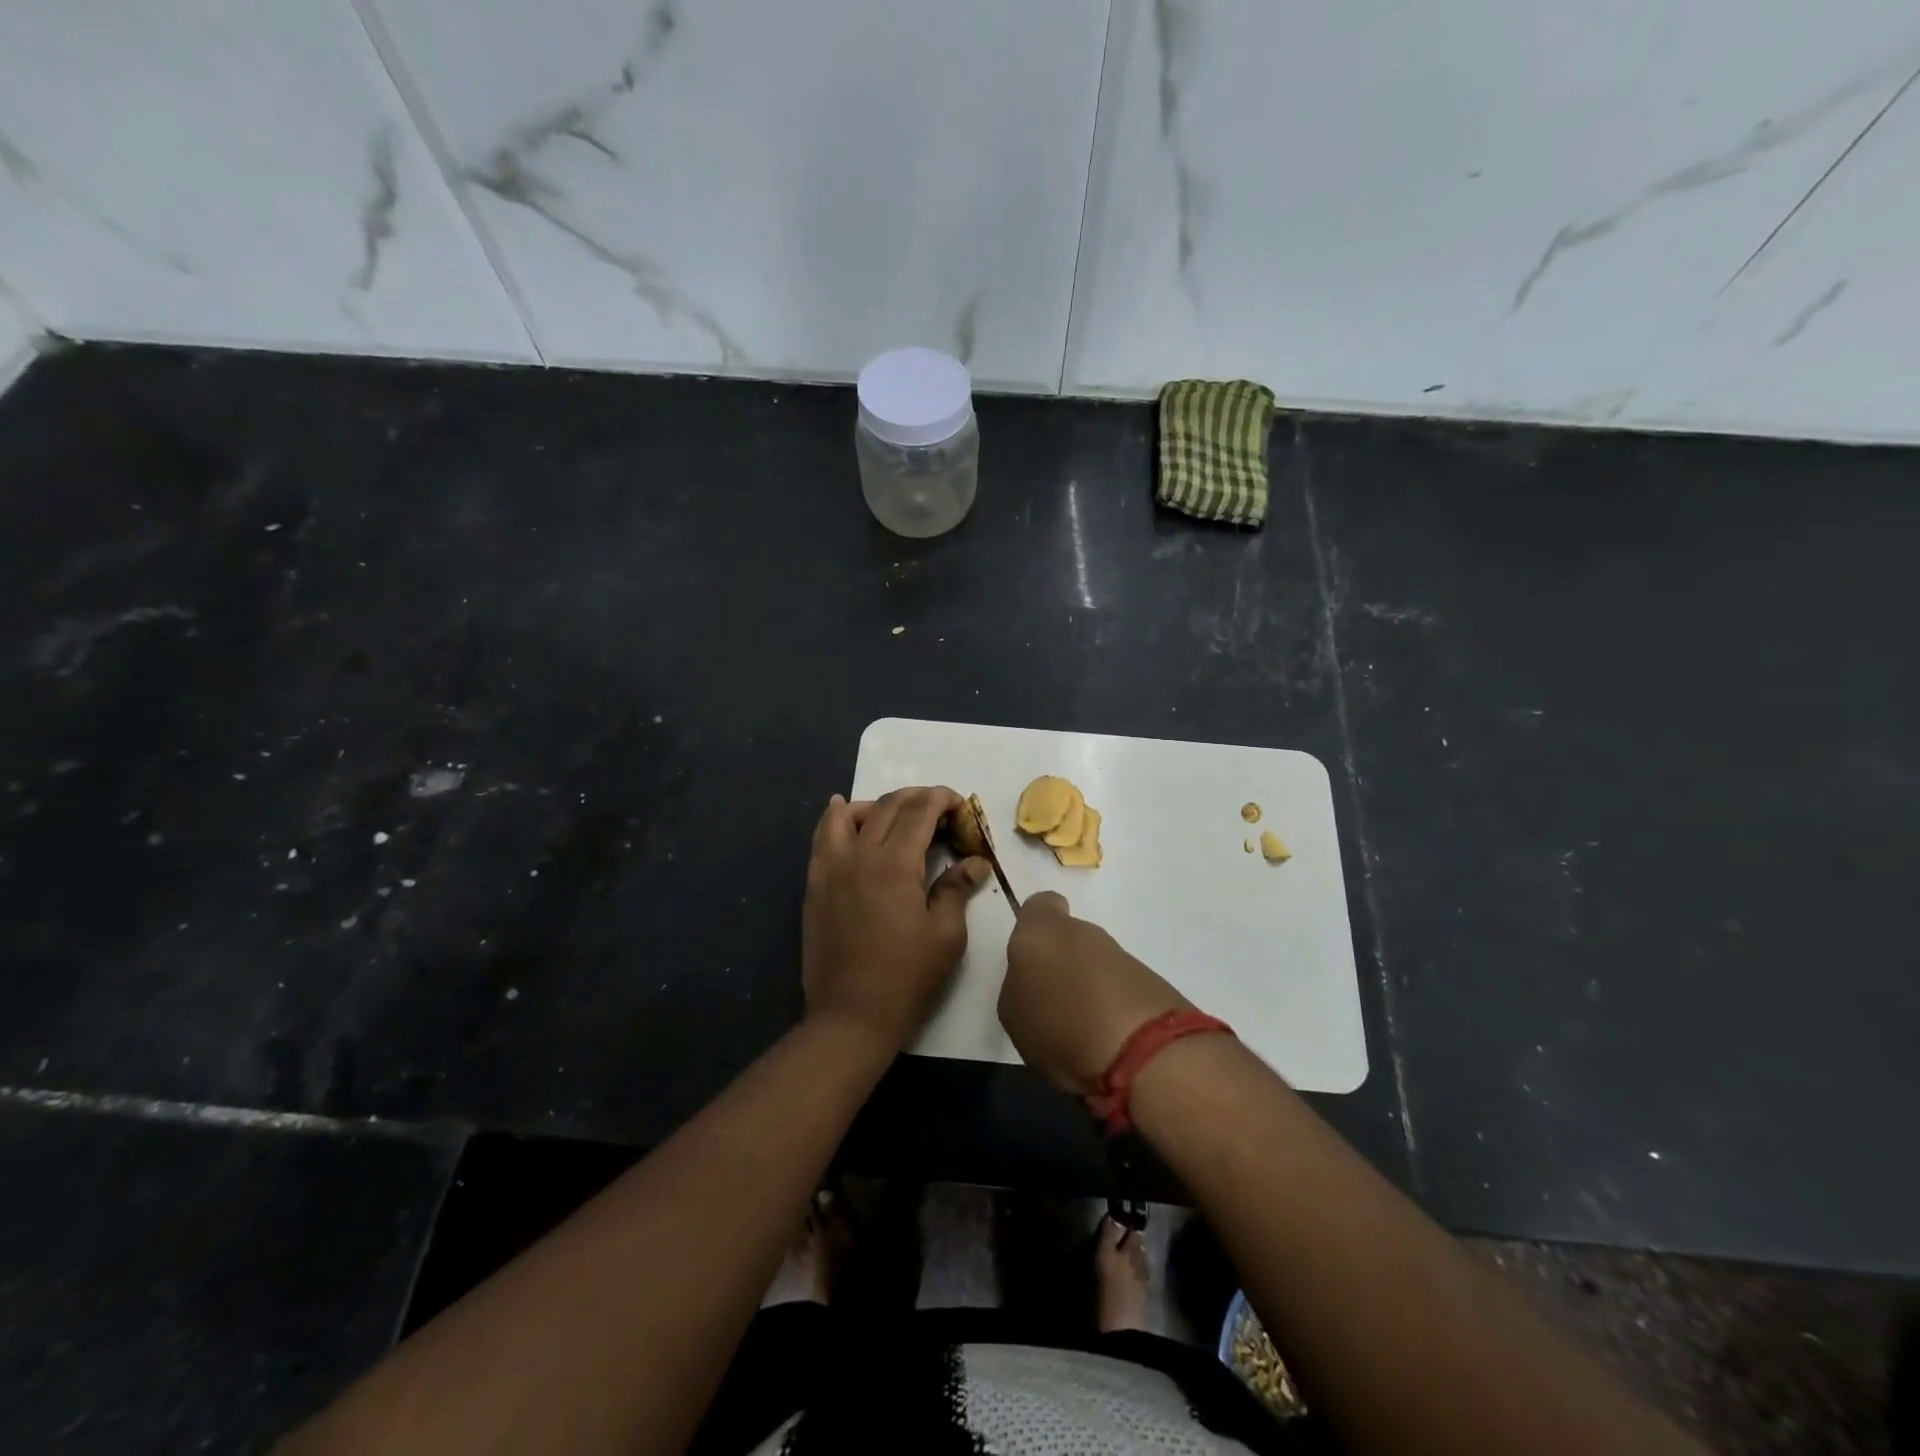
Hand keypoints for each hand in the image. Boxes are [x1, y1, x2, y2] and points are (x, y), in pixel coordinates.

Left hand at [802, 787, 989, 1052]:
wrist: (850, 1017)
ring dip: (877, 805)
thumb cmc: (906, 978)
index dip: (942, 799)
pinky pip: (822, 838)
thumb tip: (975, 862)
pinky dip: (836, 818)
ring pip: (849, 815)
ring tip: (896, 815)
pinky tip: (843, 812)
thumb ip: (956, 889)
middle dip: (917, 798)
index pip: (920, 811)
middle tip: (939, 810)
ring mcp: (831, 869)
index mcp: (894, 864)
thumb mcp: (945, 935)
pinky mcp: (815, 886)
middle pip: (888, 807)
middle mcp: (859, 855)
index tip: (960, 805)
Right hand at [999, 891, 1193, 1095]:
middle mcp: (1083, 932)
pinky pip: (1121, 987)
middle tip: (1054, 1002)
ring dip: (1090, 987)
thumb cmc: (1060, 1027)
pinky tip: (1110, 1039)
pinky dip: (1115, 1006)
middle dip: (1063, 963)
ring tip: (1082, 1029)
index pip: (1039, 905)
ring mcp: (1121, 954)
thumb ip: (1020, 986)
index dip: (1035, 926)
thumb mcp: (1014, 1014)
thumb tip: (1035, 981)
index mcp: (1041, 931)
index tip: (1033, 956)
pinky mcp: (1152, 980)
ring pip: (1096, 962)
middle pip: (1069, 937)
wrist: (1142, 1053)